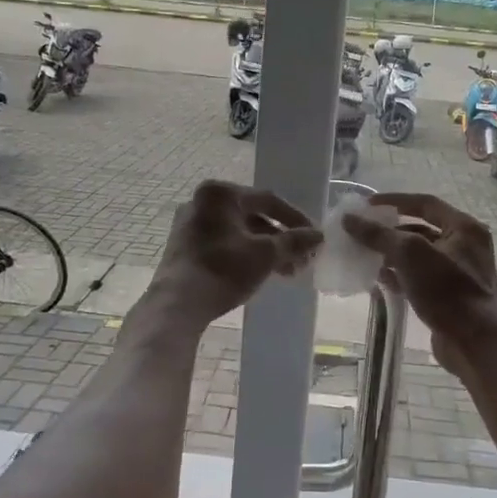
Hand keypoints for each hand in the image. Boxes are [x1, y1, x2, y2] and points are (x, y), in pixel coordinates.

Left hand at [143, 181, 323, 328]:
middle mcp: (202, 202)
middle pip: (253, 216)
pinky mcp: (185, 246)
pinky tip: (262, 273)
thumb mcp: (265, 255)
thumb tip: (318, 236)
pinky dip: (245, 254)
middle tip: (301, 259)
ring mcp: (190, 224)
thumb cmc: (223, 269)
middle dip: (280, 239)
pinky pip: (224, 243)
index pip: (267, 200)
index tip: (313, 238)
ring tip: (287, 272)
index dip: (295, 219)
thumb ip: (294, 241)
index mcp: (220, 194)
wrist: (177, 304)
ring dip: (266, 250)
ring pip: (239, 232)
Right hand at [342, 193, 496, 374]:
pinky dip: (399, 275)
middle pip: (420, 229)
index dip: (394, 201)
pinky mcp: (449, 296)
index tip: (367, 205)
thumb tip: (349, 219)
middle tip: (362, 232)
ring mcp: (458, 273)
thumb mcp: (410, 254)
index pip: (425, 203)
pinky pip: (420, 277)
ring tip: (364, 255)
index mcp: (464, 228)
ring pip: (418, 256)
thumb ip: (378, 234)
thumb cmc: (446, 290)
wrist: (473, 342)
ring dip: (392, 254)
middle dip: (390, 231)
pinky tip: (377, 279)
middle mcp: (465, 246)